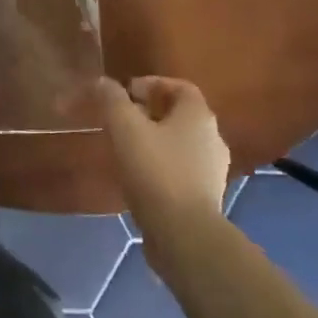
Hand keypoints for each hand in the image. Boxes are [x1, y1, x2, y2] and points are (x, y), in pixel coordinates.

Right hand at [98, 76, 229, 241]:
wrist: (184, 235)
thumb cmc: (156, 171)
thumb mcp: (126, 128)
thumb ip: (113, 100)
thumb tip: (103, 82)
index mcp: (199, 116)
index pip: (180, 87)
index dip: (153, 84)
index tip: (127, 93)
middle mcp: (213, 138)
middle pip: (181, 116)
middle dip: (151, 114)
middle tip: (123, 120)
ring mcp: (213, 171)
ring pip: (181, 145)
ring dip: (156, 142)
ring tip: (127, 150)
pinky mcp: (206, 198)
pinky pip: (182, 171)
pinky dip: (162, 167)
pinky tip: (140, 179)